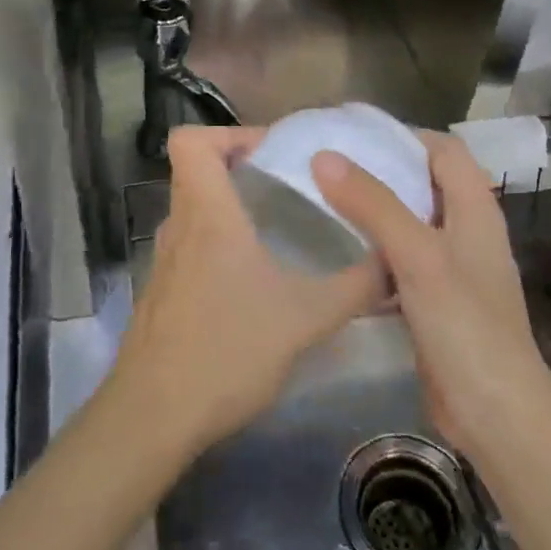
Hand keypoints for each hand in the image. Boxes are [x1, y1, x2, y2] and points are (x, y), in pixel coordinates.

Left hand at [108, 126, 386, 458]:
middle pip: (196, 171)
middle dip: (241, 168)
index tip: (272, 153)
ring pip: (194, 210)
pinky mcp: (162, 292)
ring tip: (280, 228)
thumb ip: (356, 287)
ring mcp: (164, 260)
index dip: (228, 133)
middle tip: (289, 185)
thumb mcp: (305, 318)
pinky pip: (191, 245)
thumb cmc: (227, 350)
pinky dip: (219, 243)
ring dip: (232, 207)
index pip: (190, 140)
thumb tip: (396, 261)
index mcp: (206, 213)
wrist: (154, 416)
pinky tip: (254, 280)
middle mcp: (179, 226)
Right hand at [313, 132, 550, 455]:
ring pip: (409, 224)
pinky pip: (400, 263)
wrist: (495, 415)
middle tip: (329, 166)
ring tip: (324, 203)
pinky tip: (339, 258)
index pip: (444, 150)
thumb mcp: (418, 256)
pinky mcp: (434, 303)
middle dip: (381, 171)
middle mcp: (466, 232)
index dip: (405, 135)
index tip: (355, 134)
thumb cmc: (465, 326)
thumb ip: (373, 204)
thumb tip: (324, 156)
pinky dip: (374, 253)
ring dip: (374, 212)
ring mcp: (452, 270)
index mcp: (475, 210)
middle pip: (424, 184)